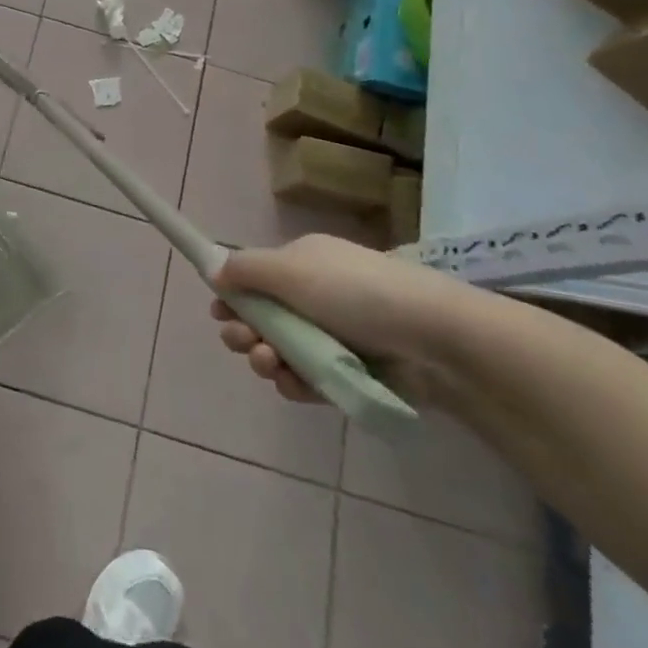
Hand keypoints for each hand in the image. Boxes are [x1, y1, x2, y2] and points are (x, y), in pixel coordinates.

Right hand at [211, 234, 501, 406]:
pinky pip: (308, 378)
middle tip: (243, 342)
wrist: (434, 338)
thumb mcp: (291, 269)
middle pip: (262, 317)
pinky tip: (293, 384)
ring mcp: (333, 336)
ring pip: (281, 351)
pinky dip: (296, 382)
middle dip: (244, 331)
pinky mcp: (350, 372)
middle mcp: (314, 296)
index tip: (220, 314)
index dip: (233, 297)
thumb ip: (245, 269)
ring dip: (266, 359)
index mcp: (302, 264)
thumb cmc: (356, 292)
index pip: (255, 278)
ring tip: (271, 364)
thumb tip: (213, 269)